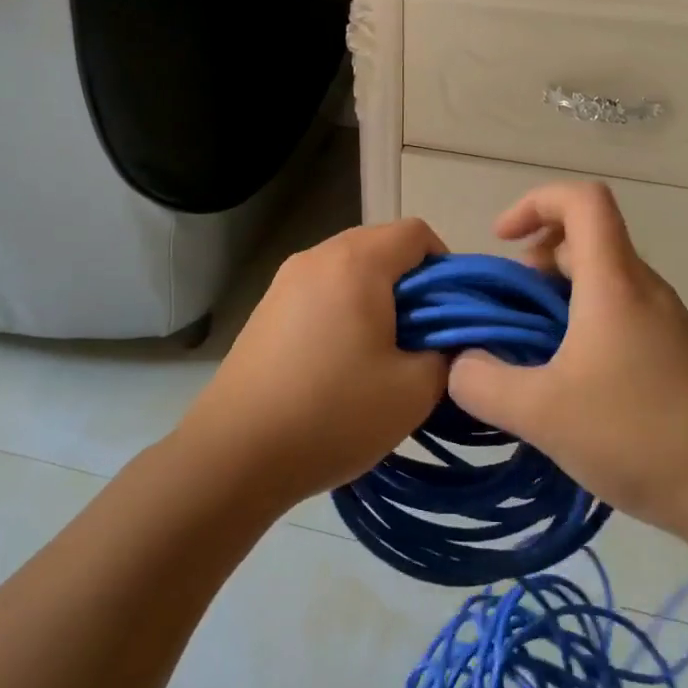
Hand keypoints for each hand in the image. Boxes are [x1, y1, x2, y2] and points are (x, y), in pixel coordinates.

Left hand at [181, 218, 448, 510]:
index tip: (452, 314)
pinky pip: (320, 291)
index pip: (416, 233)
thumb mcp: (414, 390)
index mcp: (355, 262)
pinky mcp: (265, 309)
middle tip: (423, 337)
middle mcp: (316, 257)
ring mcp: (284, 281)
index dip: (447, 266)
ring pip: (349, 270)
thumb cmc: (333, 414)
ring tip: (383, 353)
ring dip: (377, 299)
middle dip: (412, 285)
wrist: (235, 454)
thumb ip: (447, 354)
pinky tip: (342, 361)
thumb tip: (449, 341)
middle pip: (381, 246)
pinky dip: (343, 311)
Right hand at [446, 183, 687, 543]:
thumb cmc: (643, 434)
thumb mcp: (544, 413)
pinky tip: (569, 391)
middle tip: (505, 315)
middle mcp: (643, 291)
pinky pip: (618, 322)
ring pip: (601, 286)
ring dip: (555, 305)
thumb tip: (458, 364)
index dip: (534, 203)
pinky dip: (581, 334)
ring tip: (528, 359)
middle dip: (533, 266)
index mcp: (614, 282)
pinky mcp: (676, 359)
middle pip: (585, 244)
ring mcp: (665, 325)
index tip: (500, 241)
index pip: (581, 200)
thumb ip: (483, 384)